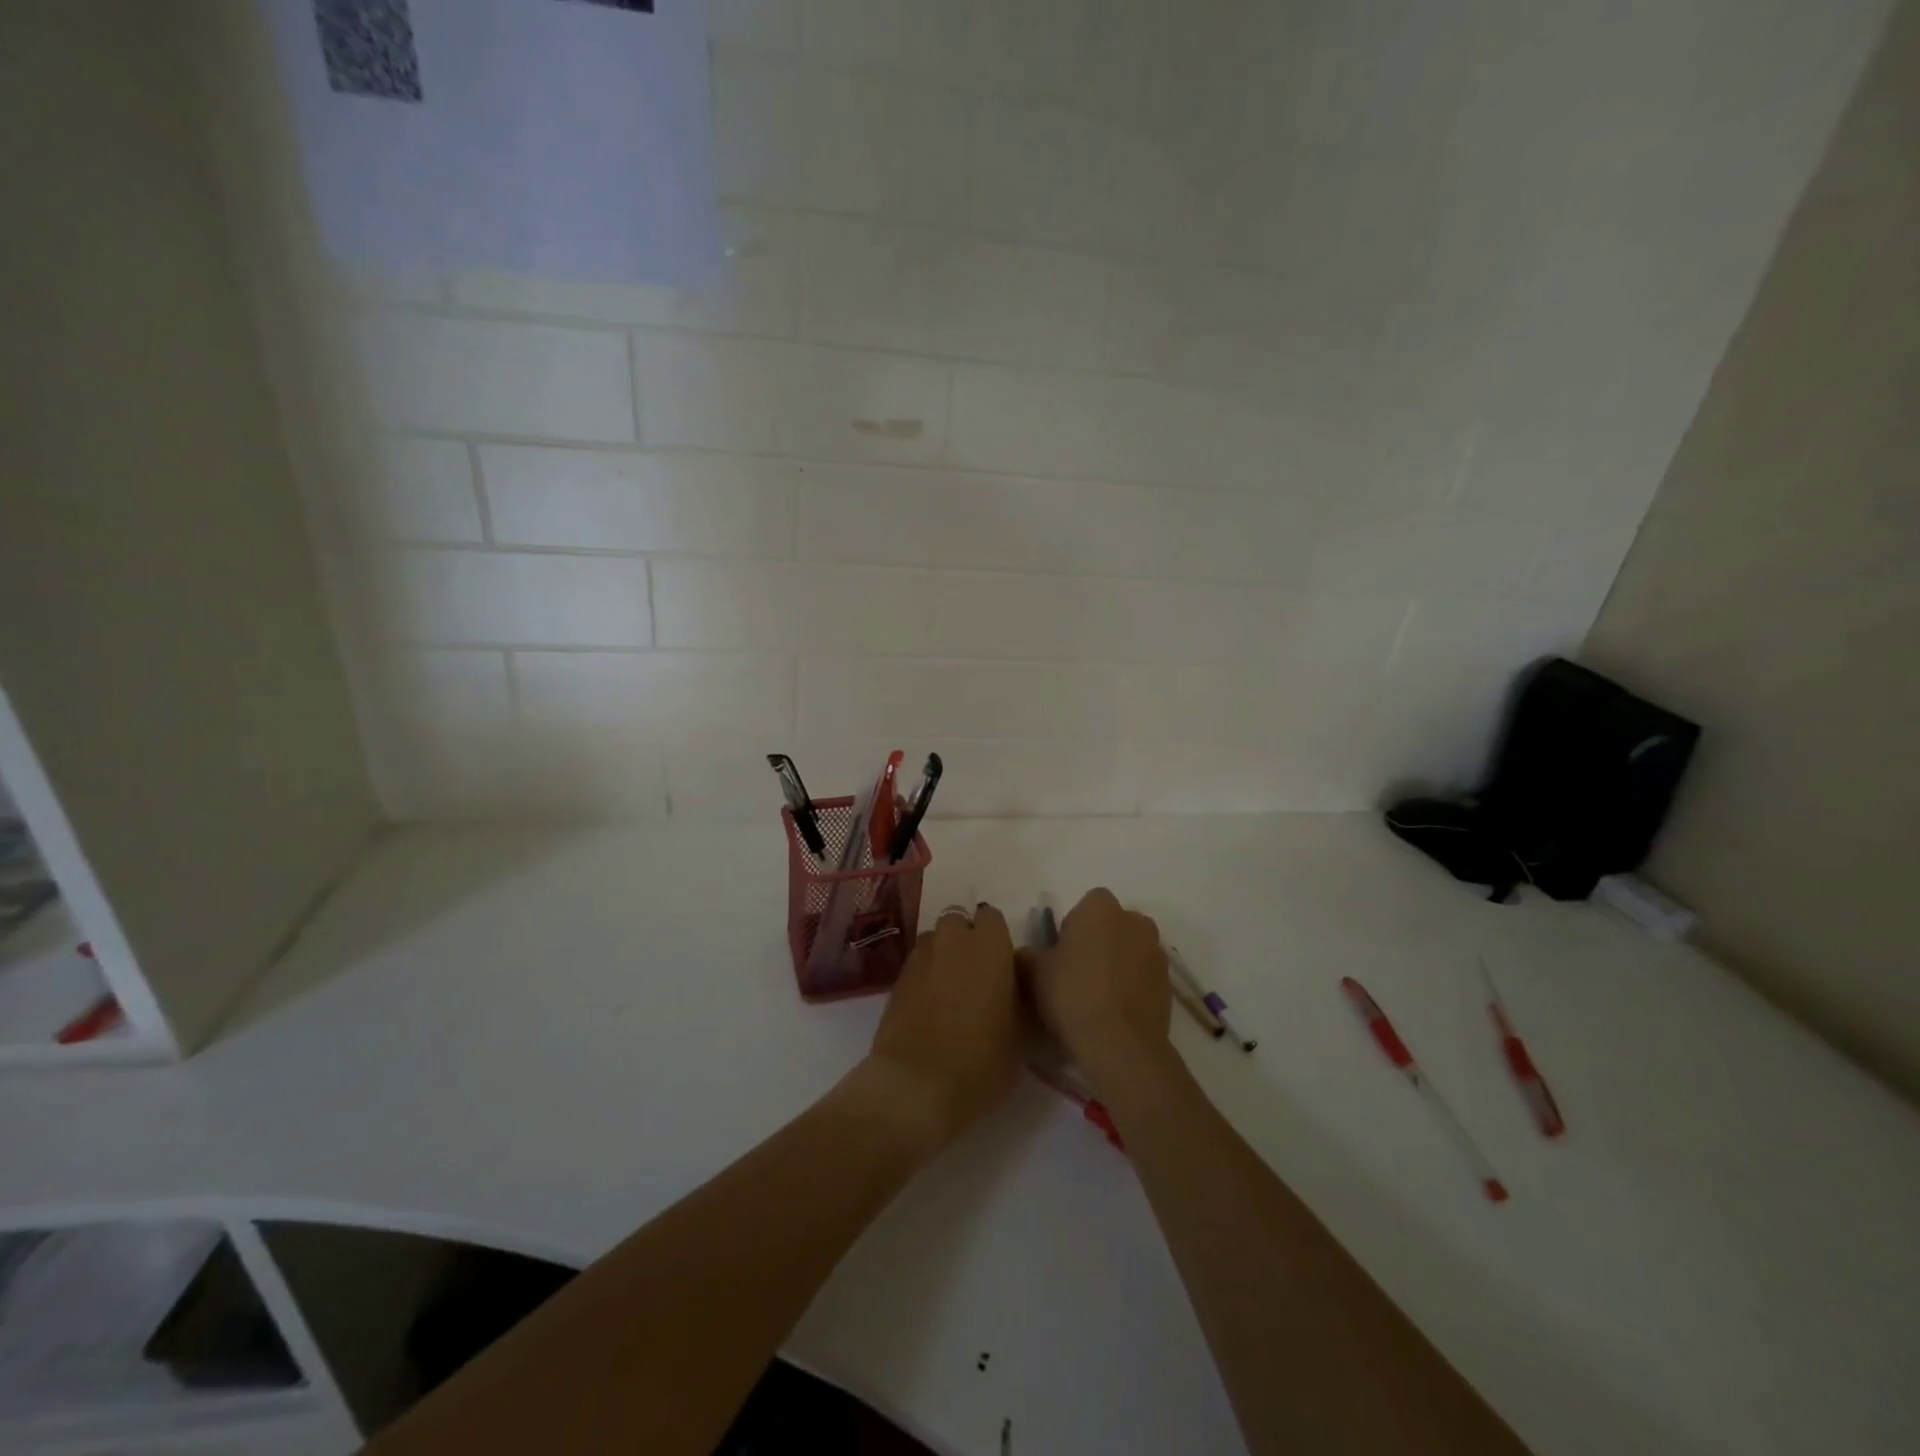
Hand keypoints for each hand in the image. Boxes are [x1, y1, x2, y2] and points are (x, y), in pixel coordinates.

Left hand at [865, 903, 1024, 1149]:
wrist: (916, 1085)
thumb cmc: (981, 1059)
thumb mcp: (1022, 1034)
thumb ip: (1022, 998)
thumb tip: (1019, 988)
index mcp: (989, 945)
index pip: (992, 917)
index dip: (997, 938)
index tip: (1003, 964)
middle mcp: (952, 940)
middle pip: (959, 922)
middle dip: (966, 940)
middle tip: (977, 975)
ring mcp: (920, 957)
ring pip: (935, 941)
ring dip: (944, 955)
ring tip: (952, 990)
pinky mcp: (896, 979)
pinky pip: (917, 964)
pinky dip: (925, 976)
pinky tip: (930, 1006)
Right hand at [1020, 888, 1169, 1075]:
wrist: (1120, 1043)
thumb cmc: (1072, 994)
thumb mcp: (1034, 972)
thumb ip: (1028, 954)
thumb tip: (1029, 954)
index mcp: (1101, 908)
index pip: (1087, 904)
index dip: (1074, 926)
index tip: (1062, 953)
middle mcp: (1134, 921)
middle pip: (1113, 924)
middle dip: (1100, 941)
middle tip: (1078, 973)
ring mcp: (1156, 952)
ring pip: (1131, 949)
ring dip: (1118, 962)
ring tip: (1098, 995)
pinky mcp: (1168, 982)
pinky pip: (1144, 975)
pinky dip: (1133, 985)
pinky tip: (1116, 1011)